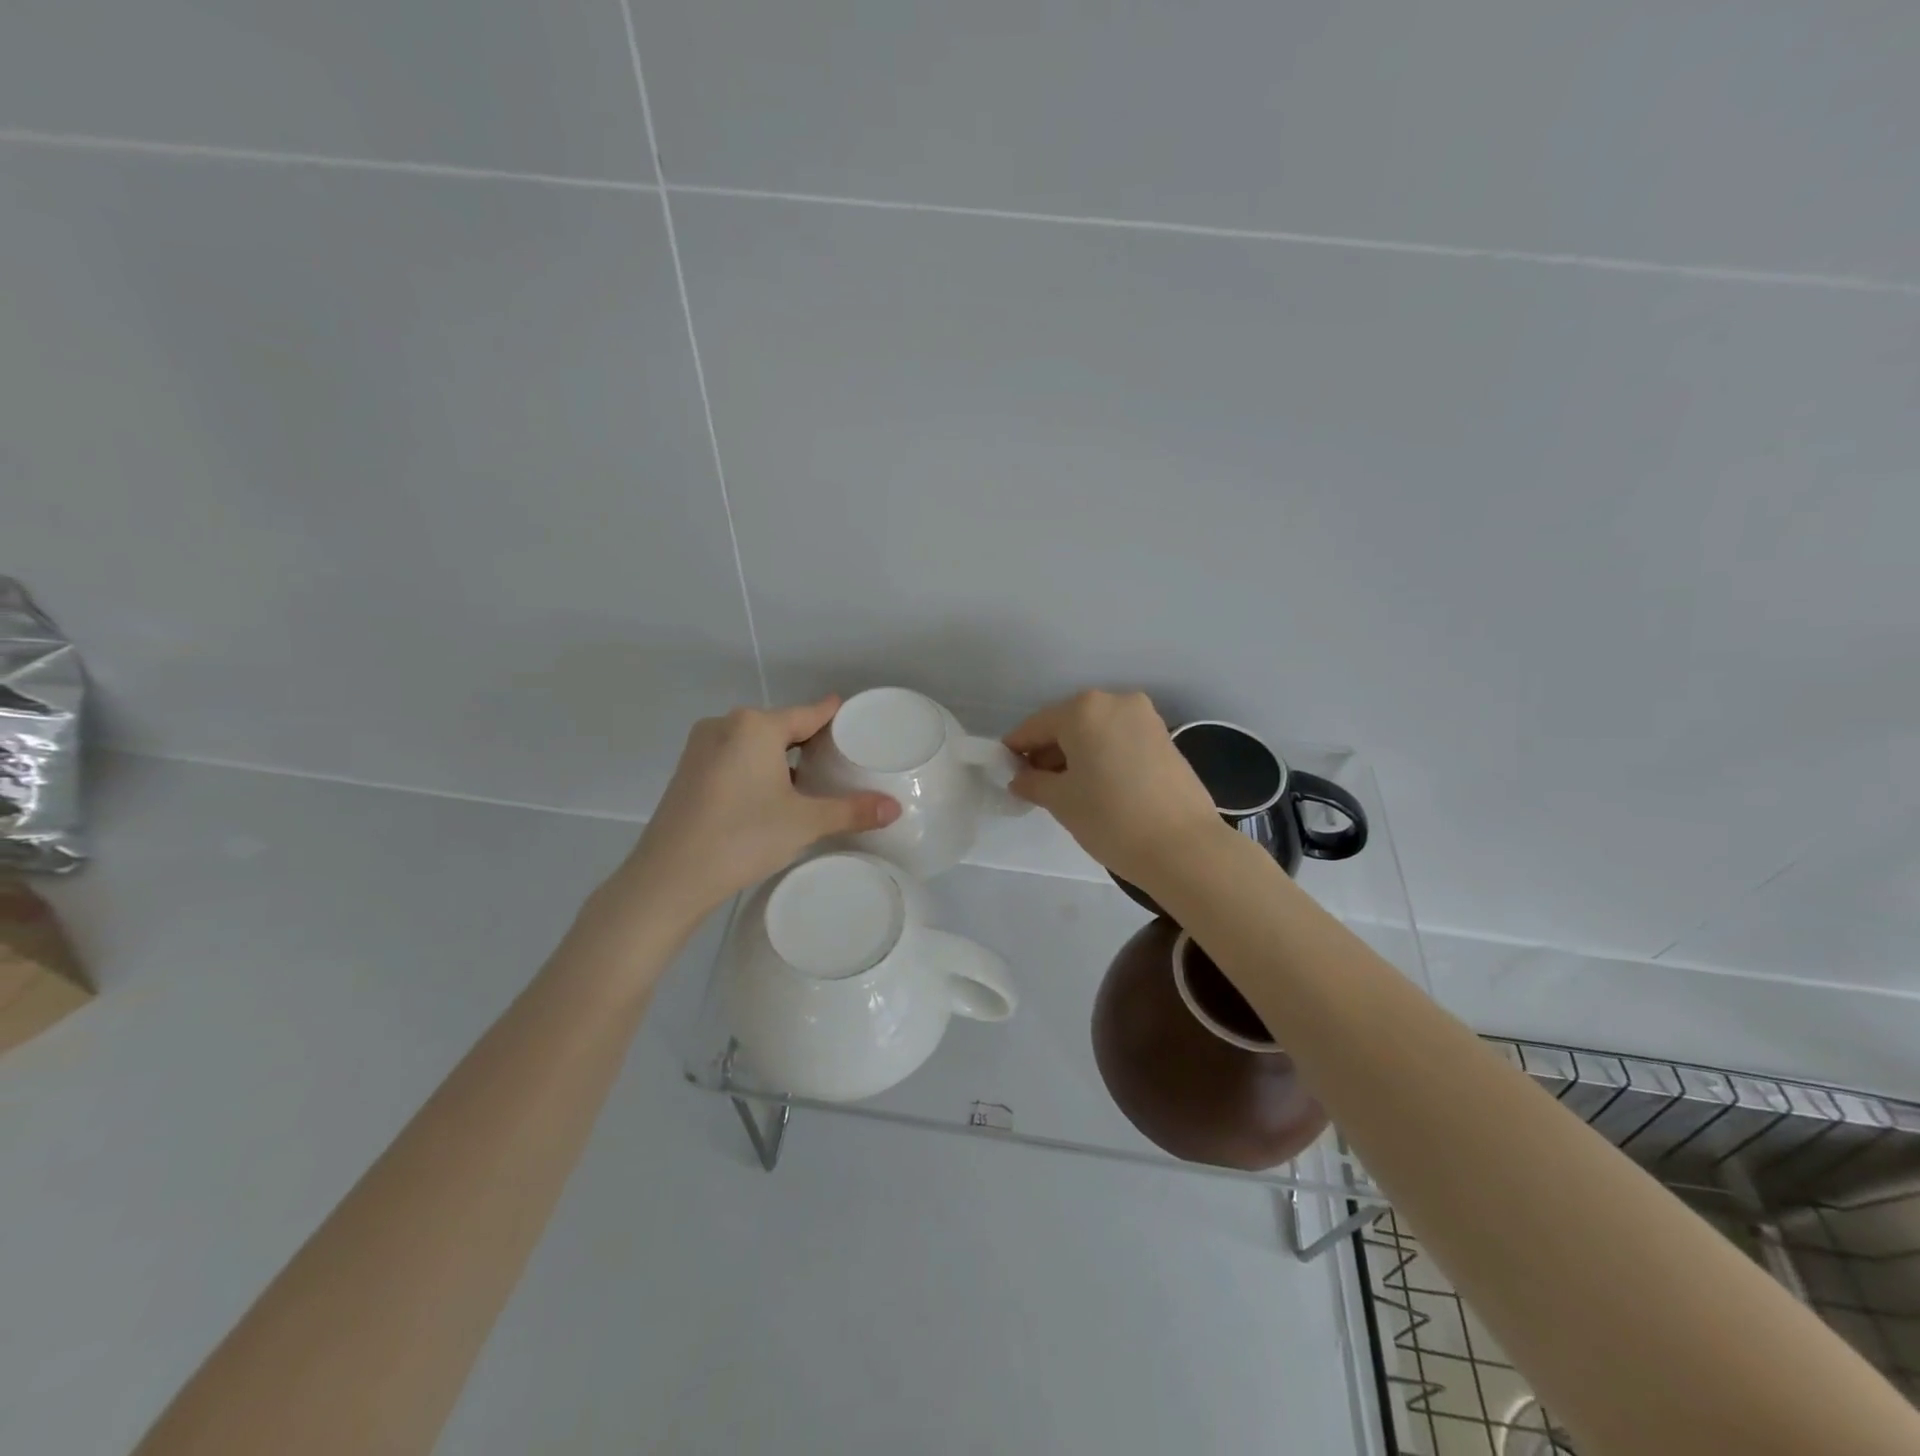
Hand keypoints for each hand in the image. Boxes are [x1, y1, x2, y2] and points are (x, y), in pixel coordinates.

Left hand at [612, 697, 899, 920]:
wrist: (669, 878)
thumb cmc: (742, 837)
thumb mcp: (804, 823)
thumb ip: (851, 810)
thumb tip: (896, 808)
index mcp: (755, 726)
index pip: (808, 714)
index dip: (833, 717)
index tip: (854, 720)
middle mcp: (725, 725)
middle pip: (780, 727)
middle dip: (808, 742)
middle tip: (839, 762)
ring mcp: (701, 748)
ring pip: (754, 744)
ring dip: (780, 758)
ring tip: (809, 781)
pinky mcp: (687, 772)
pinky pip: (733, 758)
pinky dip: (755, 769)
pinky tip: (770, 796)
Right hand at [1003, 690, 1222, 889]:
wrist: (1184, 847)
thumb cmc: (1111, 818)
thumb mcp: (1061, 801)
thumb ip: (1033, 782)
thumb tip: (1021, 778)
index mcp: (1084, 709)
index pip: (1036, 725)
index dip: (1016, 748)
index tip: (1005, 770)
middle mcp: (1115, 701)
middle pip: (1068, 723)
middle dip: (1048, 751)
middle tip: (1035, 784)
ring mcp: (1145, 717)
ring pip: (1096, 730)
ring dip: (1076, 754)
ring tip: (1066, 789)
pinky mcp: (1164, 737)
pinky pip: (1119, 739)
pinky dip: (1102, 755)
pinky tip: (1097, 785)